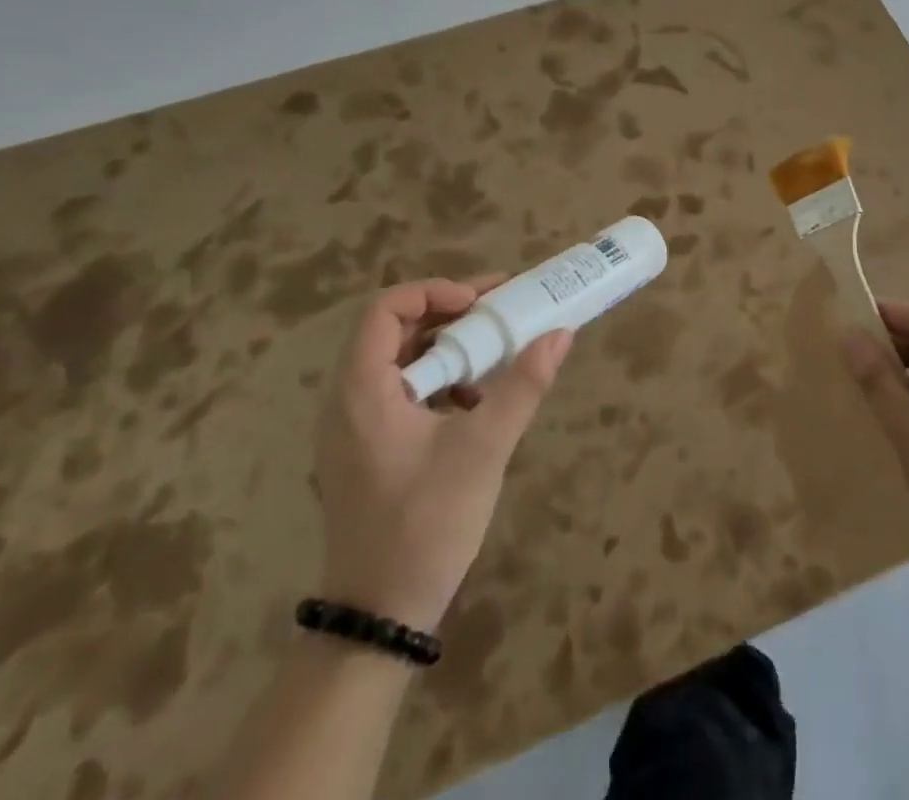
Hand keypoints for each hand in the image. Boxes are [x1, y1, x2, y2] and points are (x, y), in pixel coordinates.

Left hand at [313, 277, 572, 630]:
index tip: (480, 303)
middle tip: (499, 311)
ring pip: (400, 361)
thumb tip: (560, 334)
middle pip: (394, 330)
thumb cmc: (426, 524)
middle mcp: (348, 401)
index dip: (433, 292)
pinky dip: (440, 380)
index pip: (384, 310)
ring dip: (448, 347)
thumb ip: (522, 386)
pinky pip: (402, 391)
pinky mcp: (368, 449)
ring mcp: (355, 427)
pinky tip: (476, 402)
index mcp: (362, 392)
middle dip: (450, 313)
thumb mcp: (483, 449)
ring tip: (494, 351)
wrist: (380, 616)